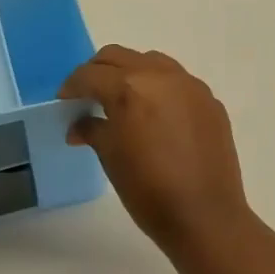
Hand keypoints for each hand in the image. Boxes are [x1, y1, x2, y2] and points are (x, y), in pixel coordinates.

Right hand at [60, 45, 251, 252]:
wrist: (205, 216)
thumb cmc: (149, 190)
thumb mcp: (111, 158)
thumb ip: (93, 130)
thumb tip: (79, 126)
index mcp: (130, 88)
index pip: (90, 75)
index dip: (71, 87)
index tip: (64, 102)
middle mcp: (161, 76)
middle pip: (119, 58)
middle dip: (98, 72)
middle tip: (88, 96)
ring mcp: (191, 86)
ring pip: (151, 63)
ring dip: (131, 74)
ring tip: (123, 101)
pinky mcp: (210, 101)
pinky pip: (178, 83)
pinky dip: (159, 89)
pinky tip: (156, 116)